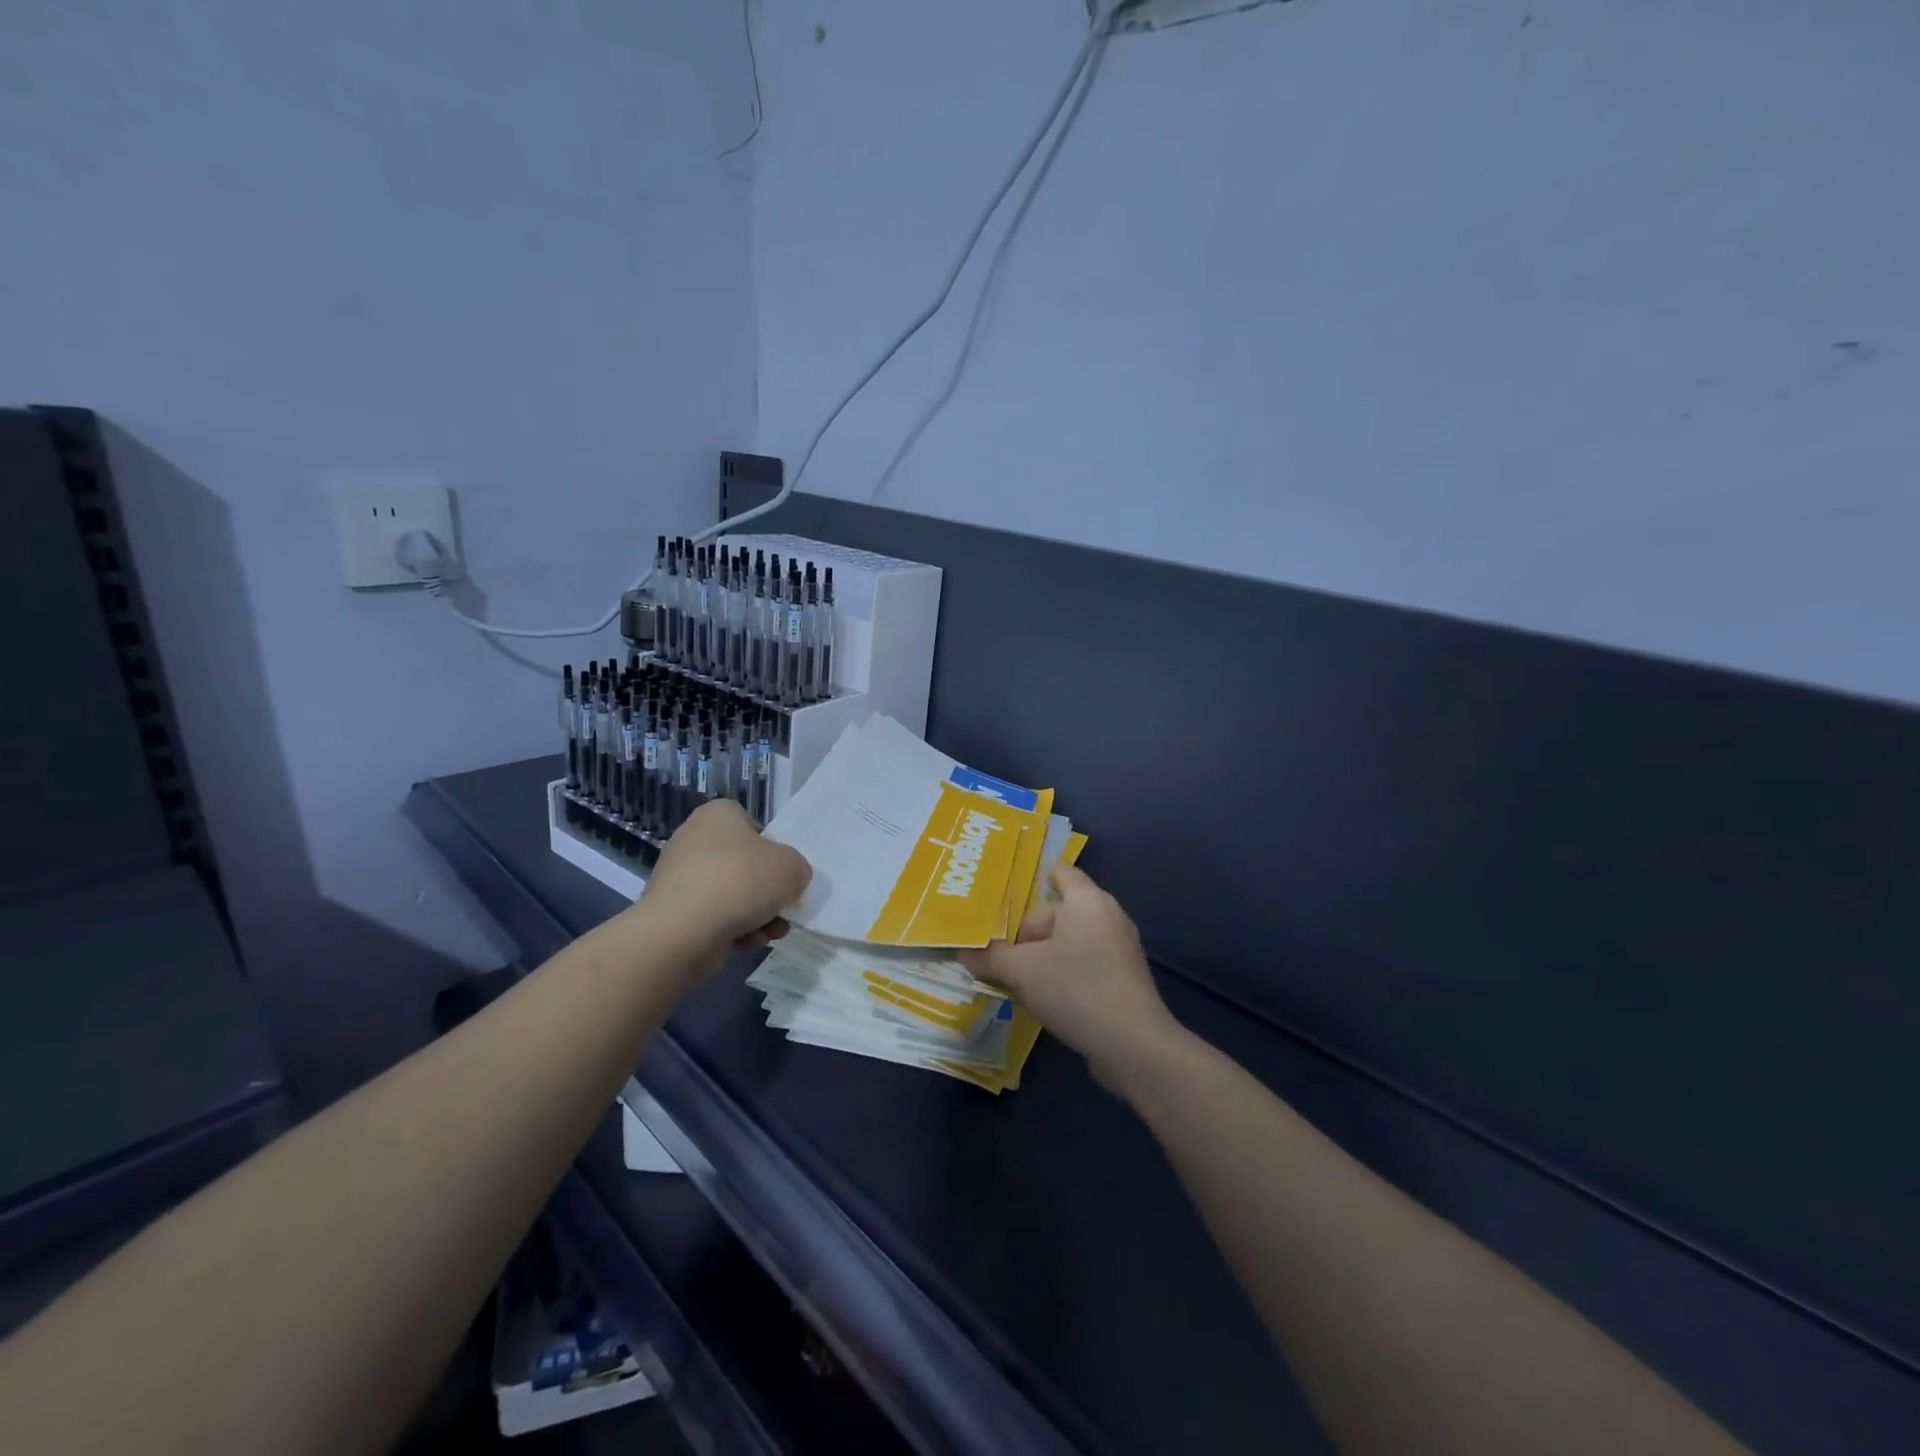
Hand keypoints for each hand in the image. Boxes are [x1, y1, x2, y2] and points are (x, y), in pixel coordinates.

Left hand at [638, 800, 810, 958]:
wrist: (683, 931)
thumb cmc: (741, 882)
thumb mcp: (792, 868)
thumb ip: (798, 870)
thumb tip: (788, 883)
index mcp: (719, 815)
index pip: (755, 827)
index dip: (774, 851)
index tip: (784, 874)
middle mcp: (694, 840)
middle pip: (745, 865)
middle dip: (766, 892)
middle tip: (783, 909)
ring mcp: (680, 877)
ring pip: (732, 895)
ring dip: (756, 915)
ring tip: (769, 932)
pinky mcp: (672, 912)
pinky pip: (713, 917)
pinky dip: (732, 930)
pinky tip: (746, 942)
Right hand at [959, 866, 1179, 1088]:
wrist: (1133, 1045)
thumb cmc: (1076, 989)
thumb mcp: (1022, 971)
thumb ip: (990, 957)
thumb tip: (963, 951)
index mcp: (1087, 901)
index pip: (1061, 872)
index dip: (1035, 880)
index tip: (1008, 898)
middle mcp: (1108, 916)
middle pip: (1059, 911)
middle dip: (1029, 932)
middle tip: (1001, 954)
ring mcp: (1120, 947)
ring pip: (1071, 940)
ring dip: (1043, 956)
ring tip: (1017, 979)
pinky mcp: (1124, 977)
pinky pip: (1085, 962)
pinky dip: (1064, 973)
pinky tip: (1044, 999)